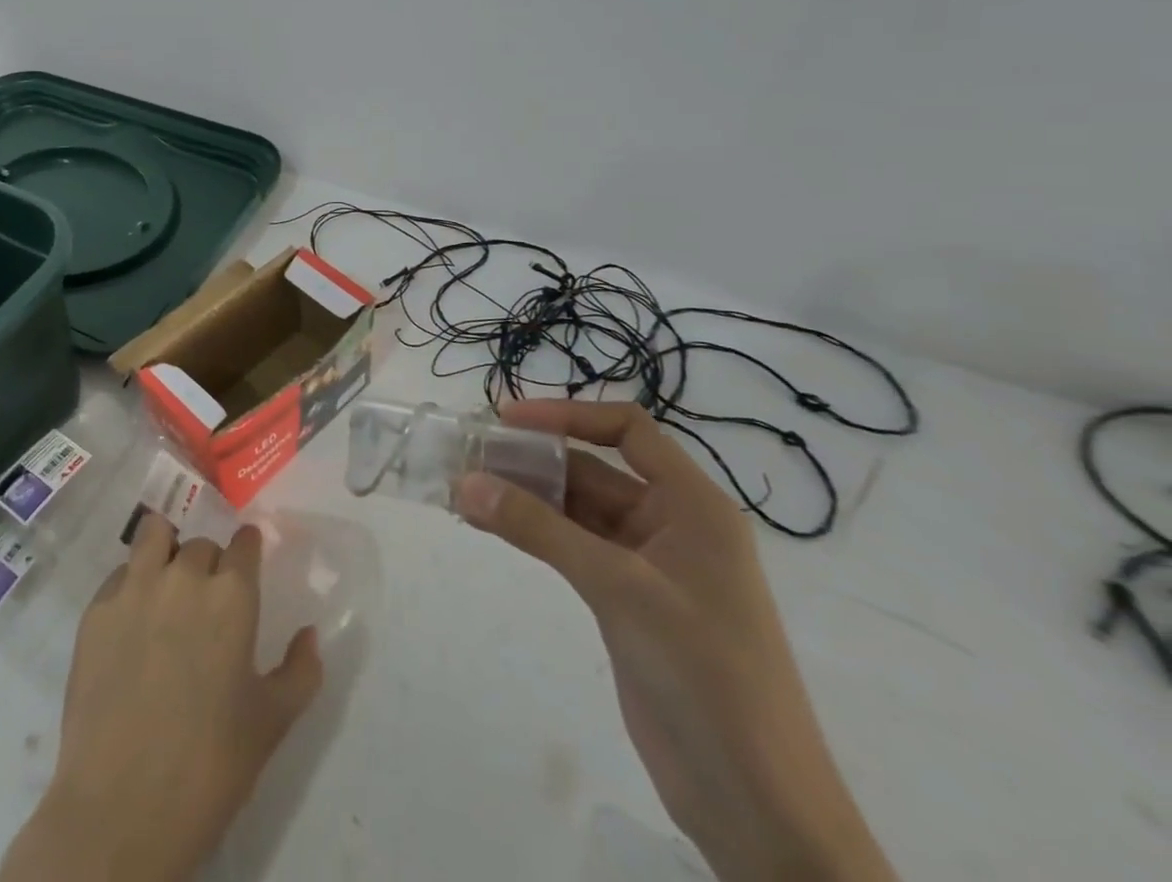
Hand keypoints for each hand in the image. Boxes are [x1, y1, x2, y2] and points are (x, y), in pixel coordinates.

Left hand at [0, 517, 322, 881]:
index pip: (244, 542)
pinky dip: (130, 585)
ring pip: (154, 535)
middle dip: (210, 565)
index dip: (248, 549)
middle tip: (207, 604)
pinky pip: (119, 575)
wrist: (122, 808)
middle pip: (201, 545)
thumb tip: (309, 634)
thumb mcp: (272, 724)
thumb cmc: (210, 767)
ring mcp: (135, 588)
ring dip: (166, 549)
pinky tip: (131, 622)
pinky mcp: (96, 609)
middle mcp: (184, 576)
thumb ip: (300, 671)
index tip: (247, 560)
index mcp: (232, 596)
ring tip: (165, 583)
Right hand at [454, 401, 896, 881]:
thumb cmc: (705, 675)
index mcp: (693, 506)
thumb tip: (465, 483)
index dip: (567, 415)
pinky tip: (489, 525)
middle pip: (594, 468)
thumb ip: (539, 530)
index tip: (506, 420)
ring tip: (464, 490)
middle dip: (532, 459)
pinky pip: (571, 546)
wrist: (757, 806)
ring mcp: (648, 565)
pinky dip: (532, 532)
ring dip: (524, 497)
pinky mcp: (626, 601)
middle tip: (468, 456)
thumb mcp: (619, 588)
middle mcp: (671, 524)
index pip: (627, 430)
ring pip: (576, 509)